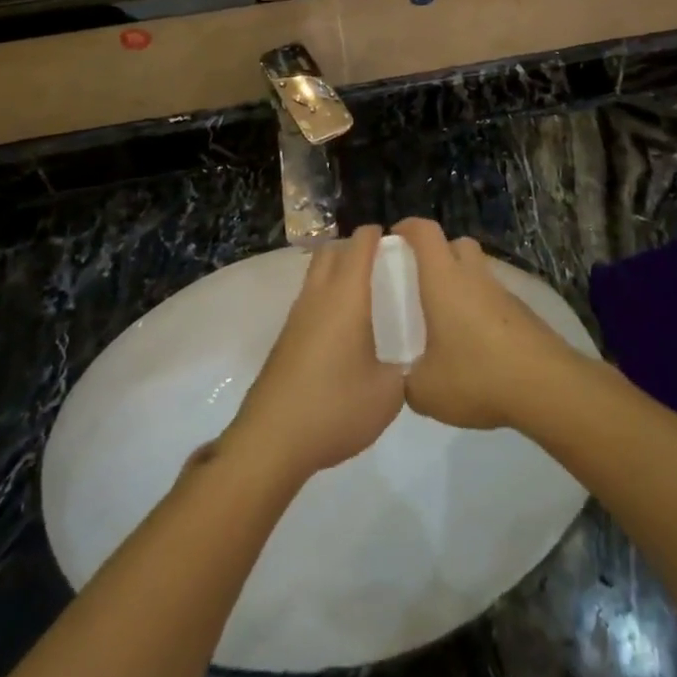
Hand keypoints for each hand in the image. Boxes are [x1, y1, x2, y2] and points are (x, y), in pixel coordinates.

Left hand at [227, 227, 404, 483]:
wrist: (272, 441)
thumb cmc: (335, 408)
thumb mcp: (388, 394)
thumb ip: (403, 369)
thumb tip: (405, 362)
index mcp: (346, 297)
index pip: (359, 246)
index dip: (376, 234)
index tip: (398, 239)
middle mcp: (318, 297)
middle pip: (330, 252)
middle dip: (354, 248)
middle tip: (383, 264)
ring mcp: (296, 319)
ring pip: (316, 276)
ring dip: (337, 273)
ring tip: (368, 296)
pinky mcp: (285, 341)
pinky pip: (309, 303)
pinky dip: (327, 300)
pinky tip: (344, 330)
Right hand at [392, 219, 578, 431]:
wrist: (546, 386)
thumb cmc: (477, 375)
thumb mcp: (424, 390)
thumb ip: (407, 380)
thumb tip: (407, 378)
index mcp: (444, 280)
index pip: (425, 232)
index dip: (408, 227)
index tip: (393, 238)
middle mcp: (475, 276)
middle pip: (457, 244)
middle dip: (438, 254)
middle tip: (420, 282)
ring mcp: (504, 293)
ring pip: (478, 272)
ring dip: (462, 284)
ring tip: (446, 320)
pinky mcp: (524, 313)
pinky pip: (495, 298)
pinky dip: (481, 309)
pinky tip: (475, 344)